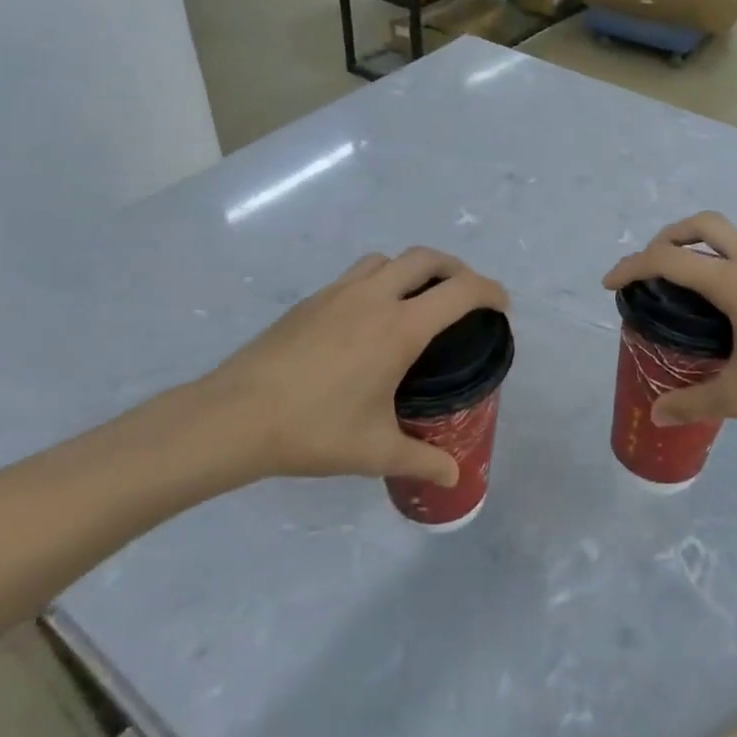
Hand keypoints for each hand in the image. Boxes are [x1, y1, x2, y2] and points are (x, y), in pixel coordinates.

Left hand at [139, 248, 508, 495]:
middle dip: (456, 269)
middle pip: (426, 258)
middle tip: (465, 296)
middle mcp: (374, 297)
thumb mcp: (375, 451)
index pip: (460, 291)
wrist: (235, 416)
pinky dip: (380, 280)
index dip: (490, 291)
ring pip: (388, 259)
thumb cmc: (314, 430)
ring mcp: (339, 292)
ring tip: (418, 300)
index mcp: (399, 327)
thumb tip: (453, 478)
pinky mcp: (312, 300)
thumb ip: (421, 460)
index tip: (502, 306)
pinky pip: (358, 273)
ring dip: (413, 269)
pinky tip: (370, 318)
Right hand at [602, 212, 736, 427]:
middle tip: (651, 266)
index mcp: (733, 281)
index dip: (632, 266)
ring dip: (698, 245)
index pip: (668, 259)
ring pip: (728, 235)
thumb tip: (657, 414)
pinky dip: (723, 259)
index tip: (610, 283)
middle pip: (701, 224)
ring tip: (686, 284)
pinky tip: (729, 301)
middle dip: (667, 236)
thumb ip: (696, 402)